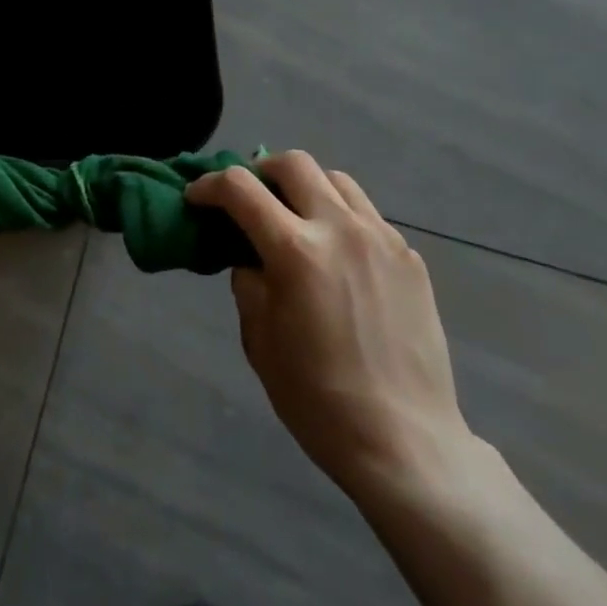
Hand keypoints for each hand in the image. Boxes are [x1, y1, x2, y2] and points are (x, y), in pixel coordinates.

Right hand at [187, 153, 478, 503]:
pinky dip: (341, 218)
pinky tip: (338, 257)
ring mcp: (382, 238)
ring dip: (306, 187)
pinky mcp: (410, 257)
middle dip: (261, 171)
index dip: (210, 186)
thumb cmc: (319, 400)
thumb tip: (251, 257)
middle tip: (250, 199)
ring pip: (336, 180)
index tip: (197, 197)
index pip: (240, 189)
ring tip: (297, 219)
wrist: (406, 442)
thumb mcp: (260, 342)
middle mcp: (341, 228)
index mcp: (296, 251)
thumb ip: (249, 284)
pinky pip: (367, 215)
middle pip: (294, 163)